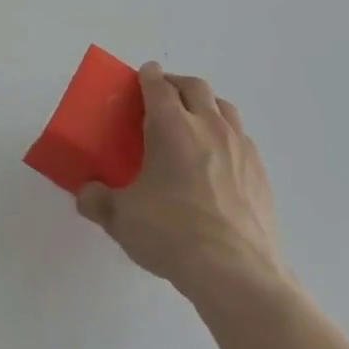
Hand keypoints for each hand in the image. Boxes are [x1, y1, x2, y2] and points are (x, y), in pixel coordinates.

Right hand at [76, 64, 287, 308]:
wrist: (236, 273)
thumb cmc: (171, 233)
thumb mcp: (120, 217)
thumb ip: (97, 200)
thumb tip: (87, 194)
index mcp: (171, 126)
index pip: (158, 85)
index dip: (147, 76)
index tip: (141, 75)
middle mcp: (209, 127)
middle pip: (195, 87)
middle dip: (176, 84)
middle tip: (161, 96)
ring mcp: (241, 149)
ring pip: (225, 108)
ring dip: (206, 106)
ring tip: (192, 123)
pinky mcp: (261, 174)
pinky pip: (242, 139)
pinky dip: (226, 137)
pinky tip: (217, 162)